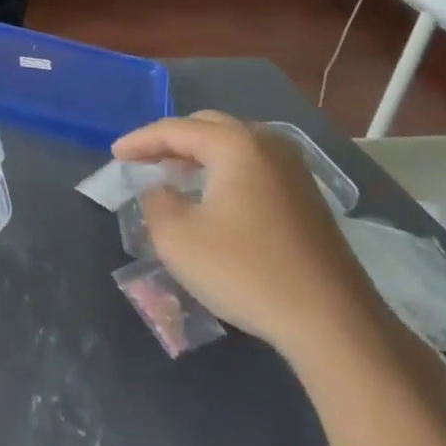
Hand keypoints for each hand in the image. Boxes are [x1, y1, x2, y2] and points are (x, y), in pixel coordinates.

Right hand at [112, 112, 388, 362]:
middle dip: (171, 141)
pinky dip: (225, 171)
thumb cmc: (245, 271)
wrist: (330, 318)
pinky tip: (212, 196)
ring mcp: (293, 168)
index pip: (176, 129)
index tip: (115, 154)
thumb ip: (156, 203)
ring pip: (234, 145)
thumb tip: (159, 189)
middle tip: (143, 160)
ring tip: (172, 176)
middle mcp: (267, 144)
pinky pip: (254, 166)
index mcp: (235, 145)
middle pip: (209, 127)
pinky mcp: (306, 195)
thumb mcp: (178, 238)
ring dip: (199, 155)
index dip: (140, 140)